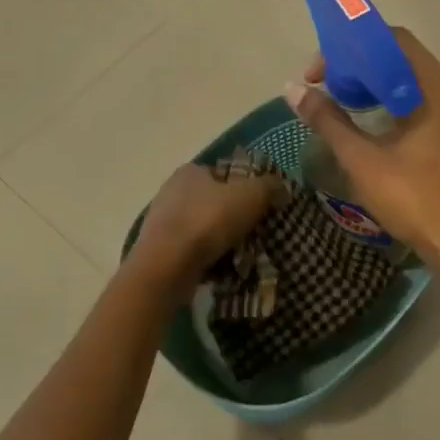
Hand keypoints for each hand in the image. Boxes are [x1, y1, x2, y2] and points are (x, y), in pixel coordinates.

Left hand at [129, 161, 284, 296]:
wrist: (167, 266)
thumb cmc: (208, 221)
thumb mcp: (250, 196)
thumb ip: (269, 186)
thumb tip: (282, 185)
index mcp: (189, 171)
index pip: (222, 173)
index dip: (244, 187)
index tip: (260, 206)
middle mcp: (170, 191)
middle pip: (211, 201)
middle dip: (231, 215)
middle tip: (253, 232)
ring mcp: (161, 221)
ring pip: (200, 227)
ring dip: (218, 238)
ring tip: (240, 255)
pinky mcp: (158, 249)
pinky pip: (190, 250)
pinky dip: (204, 257)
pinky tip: (219, 268)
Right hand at [287, 28, 439, 269]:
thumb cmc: (417, 198)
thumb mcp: (364, 160)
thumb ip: (329, 121)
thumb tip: (293, 90)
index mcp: (434, 86)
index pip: (391, 39)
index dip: (349, 47)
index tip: (319, 73)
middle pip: (400, 59)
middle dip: (358, 66)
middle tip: (325, 88)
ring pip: (410, 83)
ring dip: (374, 87)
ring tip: (340, 104)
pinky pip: (420, 104)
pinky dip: (391, 105)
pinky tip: (370, 126)